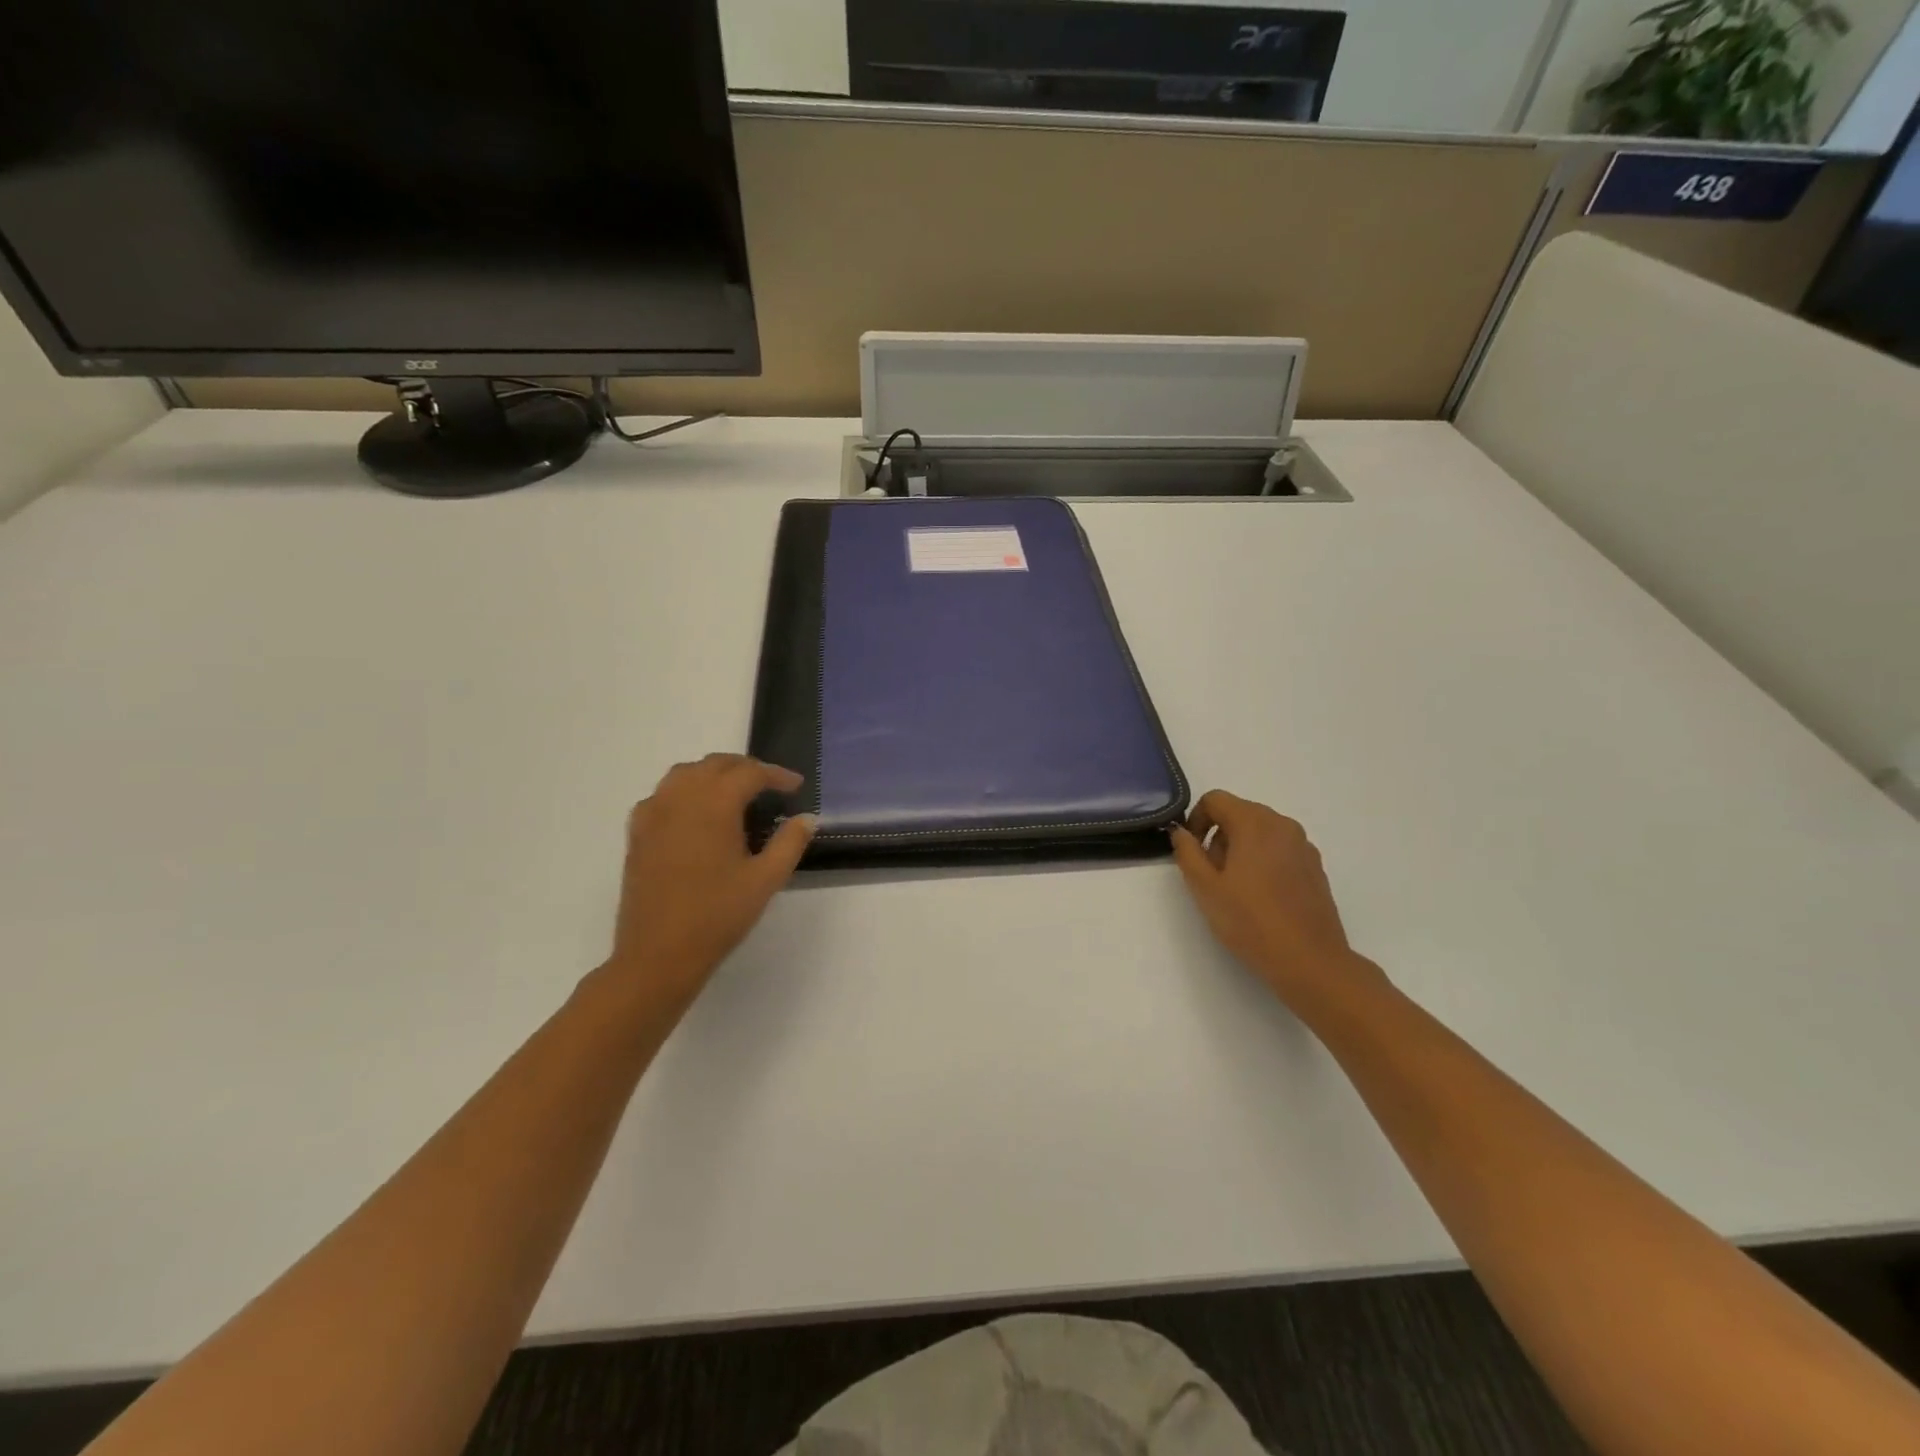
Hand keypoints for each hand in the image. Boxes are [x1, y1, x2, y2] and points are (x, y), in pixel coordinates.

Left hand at [602, 754, 815, 1013]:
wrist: (657, 955)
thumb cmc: (717, 916)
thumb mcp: (765, 880)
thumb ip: (790, 842)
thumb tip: (807, 818)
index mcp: (714, 804)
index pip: (750, 773)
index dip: (777, 775)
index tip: (796, 786)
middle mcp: (680, 797)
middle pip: (716, 764)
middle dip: (746, 769)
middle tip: (770, 787)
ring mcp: (653, 813)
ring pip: (686, 773)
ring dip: (714, 774)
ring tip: (735, 794)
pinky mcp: (637, 832)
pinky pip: (663, 794)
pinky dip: (685, 791)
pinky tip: (697, 814)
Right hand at [1171, 791, 1385, 1010]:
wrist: (1310, 961)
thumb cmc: (1250, 921)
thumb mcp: (1205, 888)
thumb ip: (1187, 852)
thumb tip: (1182, 832)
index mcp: (1254, 823)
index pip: (1216, 799)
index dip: (1196, 819)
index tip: (1192, 851)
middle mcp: (1283, 825)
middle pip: (1240, 813)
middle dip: (1218, 835)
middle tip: (1211, 874)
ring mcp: (1304, 846)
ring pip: (1261, 832)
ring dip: (1241, 848)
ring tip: (1236, 888)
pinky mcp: (1315, 867)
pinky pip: (1281, 850)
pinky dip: (1264, 860)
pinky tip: (1262, 897)